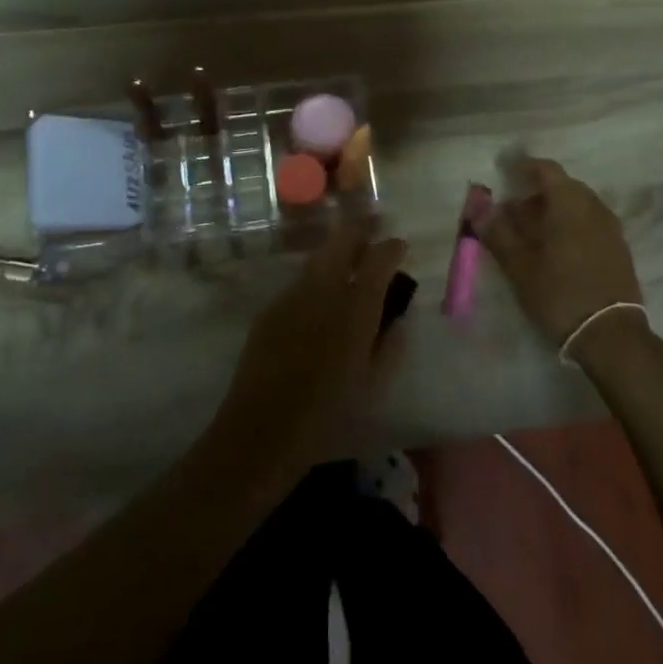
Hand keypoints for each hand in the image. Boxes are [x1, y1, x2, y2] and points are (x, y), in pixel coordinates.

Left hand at [211, 219, 407, 479]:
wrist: (263, 430)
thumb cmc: (329, 413)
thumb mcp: (374, 384)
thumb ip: (391, 344)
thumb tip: (397, 319)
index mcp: (357, 305)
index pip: (380, 257)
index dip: (392, 247)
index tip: (399, 247)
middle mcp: (324, 288)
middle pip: (343, 239)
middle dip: (360, 233)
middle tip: (372, 240)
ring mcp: (293, 294)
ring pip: (318, 258)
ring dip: (336, 256)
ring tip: (347, 271)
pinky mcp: (270, 308)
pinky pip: (299, 284)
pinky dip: (314, 283)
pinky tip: (317, 307)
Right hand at [478, 157, 643, 348]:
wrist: (611, 335)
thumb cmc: (559, 293)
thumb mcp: (519, 266)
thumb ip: (498, 233)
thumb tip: (478, 209)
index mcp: (569, 202)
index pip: (545, 169)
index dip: (523, 167)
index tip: (504, 171)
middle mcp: (594, 206)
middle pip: (562, 187)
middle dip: (536, 193)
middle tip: (512, 211)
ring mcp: (610, 228)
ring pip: (577, 206)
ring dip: (553, 211)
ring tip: (531, 233)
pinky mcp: (619, 249)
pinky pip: (589, 223)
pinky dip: (570, 226)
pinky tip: (556, 249)